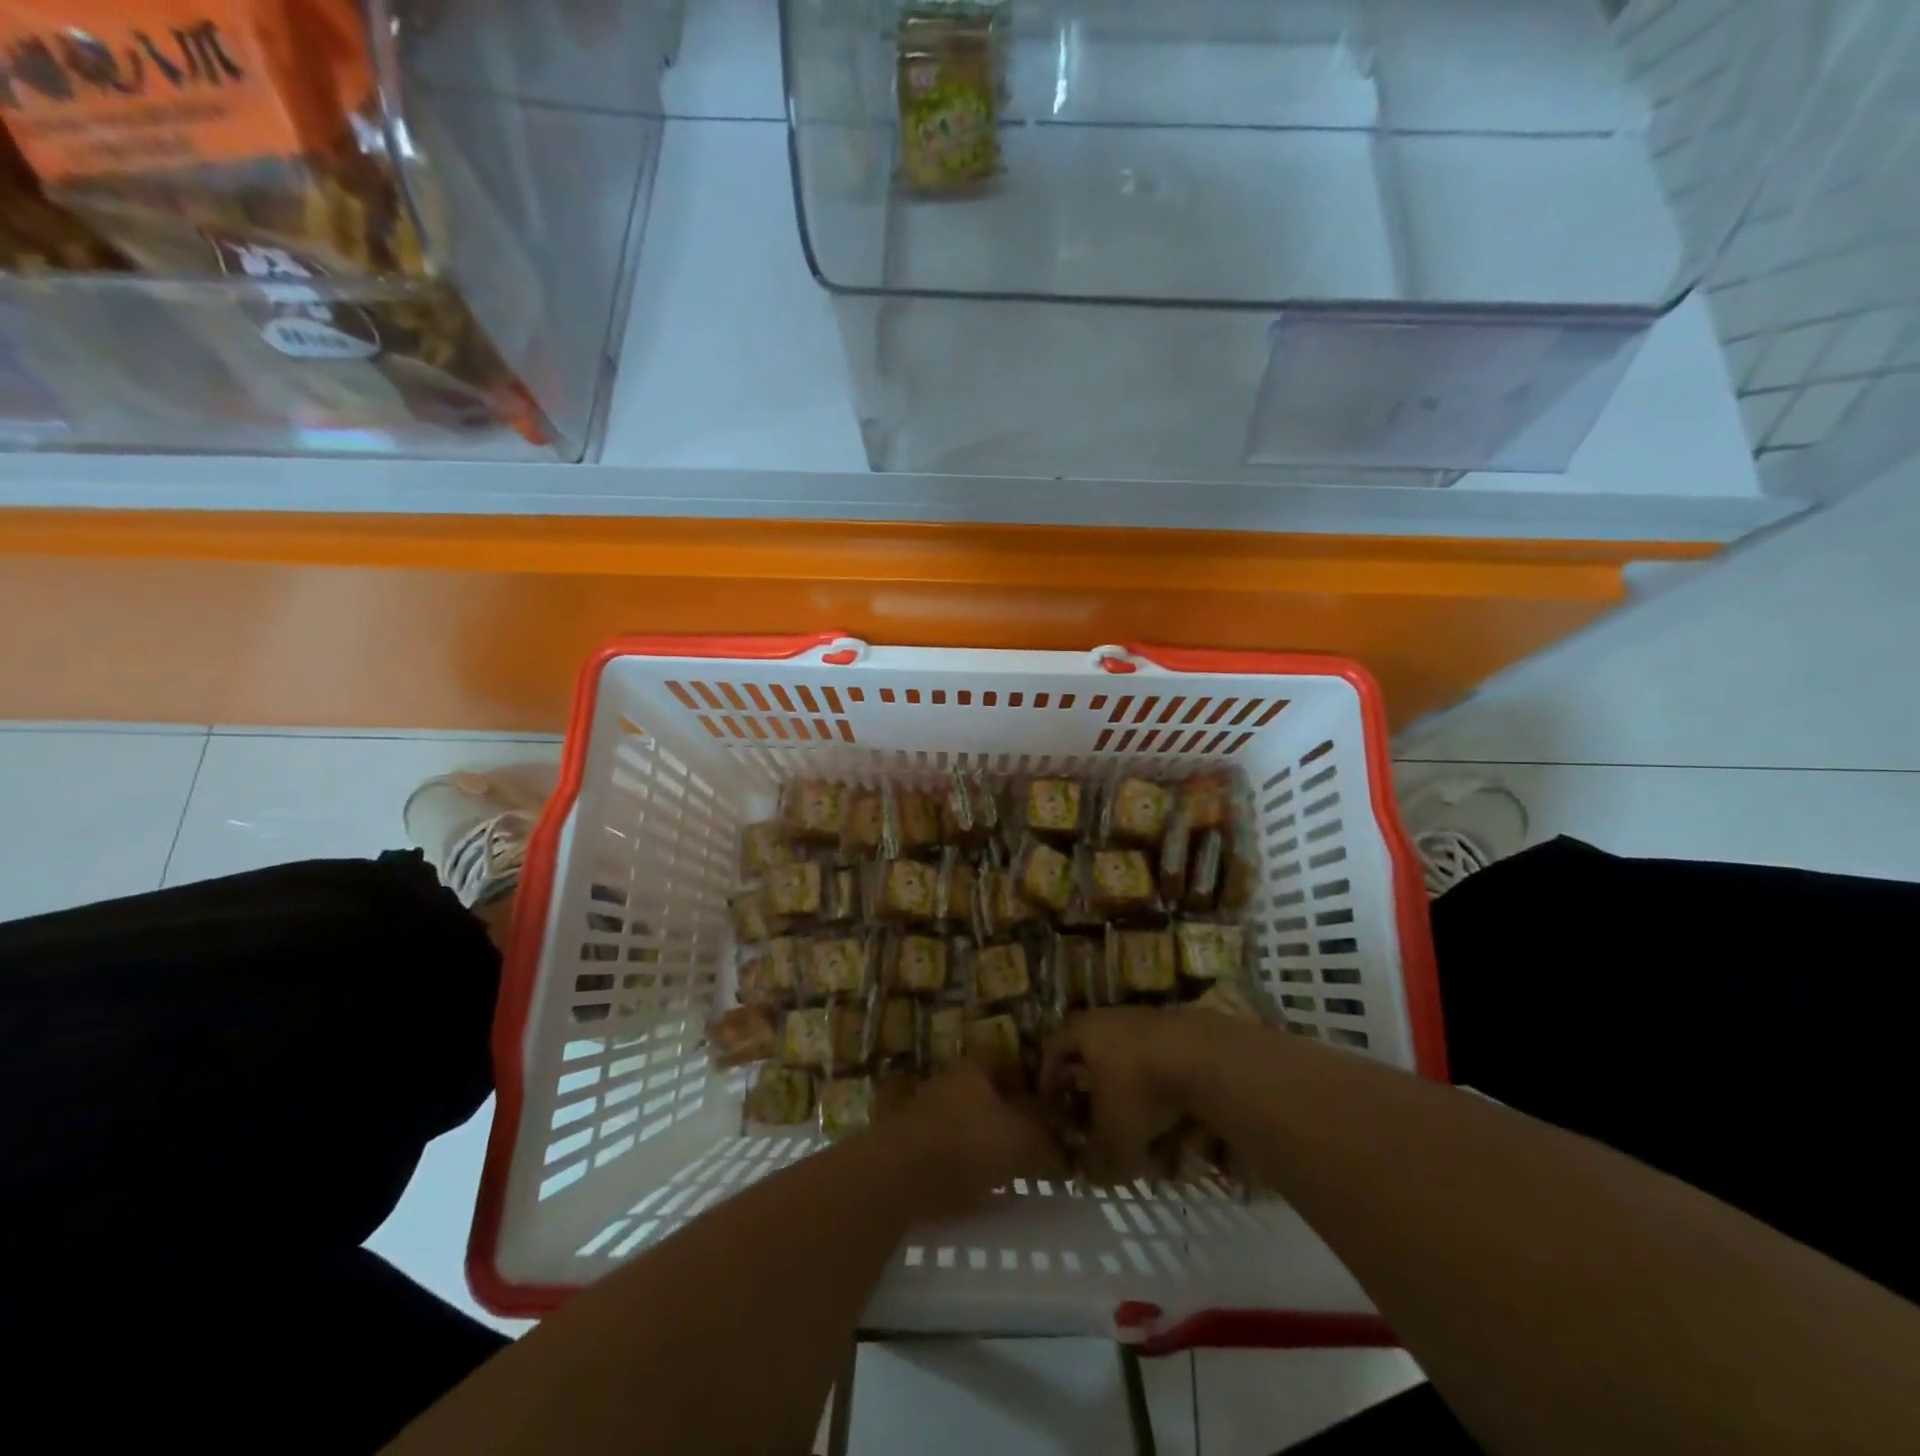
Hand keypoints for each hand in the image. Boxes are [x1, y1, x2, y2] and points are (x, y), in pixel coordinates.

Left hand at [888, 1061, 1064, 1219]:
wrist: (901, 1176)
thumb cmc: (968, 1144)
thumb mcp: (1022, 1140)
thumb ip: (1047, 1140)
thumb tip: (1065, 1144)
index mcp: (974, 1070)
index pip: (1004, 1059)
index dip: (1026, 1077)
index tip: (1045, 1101)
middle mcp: (948, 1084)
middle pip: (984, 1092)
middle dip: (1007, 1113)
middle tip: (1032, 1138)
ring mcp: (925, 1115)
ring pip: (965, 1122)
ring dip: (985, 1141)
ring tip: (1010, 1168)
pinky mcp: (910, 1149)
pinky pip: (948, 1153)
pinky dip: (965, 1167)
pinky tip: (982, 1191)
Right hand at [1041, 1008, 1215, 1185]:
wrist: (1204, 1058)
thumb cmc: (1141, 1090)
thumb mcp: (1113, 1137)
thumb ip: (1096, 1160)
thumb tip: (1088, 1173)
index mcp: (1083, 1031)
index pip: (1052, 1049)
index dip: (1048, 1080)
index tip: (1051, 1107)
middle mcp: (1109, 1017)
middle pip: (1088, 1048)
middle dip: (1085, 1081)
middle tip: (1086, 1110)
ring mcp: (1145, 1018)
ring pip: (1122, 1052)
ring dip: (1121, 1081)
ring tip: (1129, 1113)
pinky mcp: (1177, 1027)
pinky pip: (1154, 1055)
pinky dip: (1153, 1080)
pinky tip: (1165, 1106)